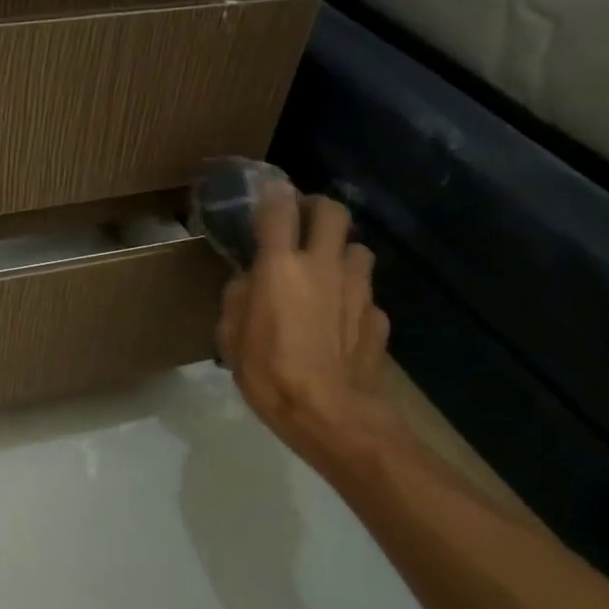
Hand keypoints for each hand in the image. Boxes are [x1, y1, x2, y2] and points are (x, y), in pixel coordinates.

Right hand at [217, 185, 397, 472]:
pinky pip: (365, 293)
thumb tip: (247, 282)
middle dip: (317, 208)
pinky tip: (339, 321)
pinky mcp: (379, 315)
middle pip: (332, 211)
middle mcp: (323, 265)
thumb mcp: (230, 338)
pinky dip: (352, 298)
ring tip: (325, 272)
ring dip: (340, 252)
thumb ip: (236, 300)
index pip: (278, 210)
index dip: (272, 195)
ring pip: (357, 248)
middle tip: (302, 222)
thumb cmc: (268, 373)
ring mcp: (358, 288)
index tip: (267, 195)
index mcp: (279, 267)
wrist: (330, 412)